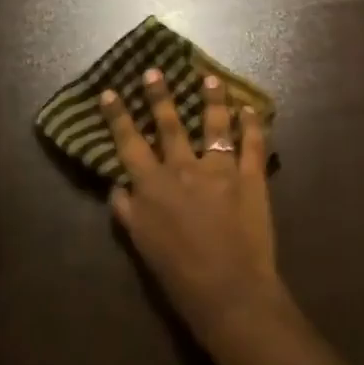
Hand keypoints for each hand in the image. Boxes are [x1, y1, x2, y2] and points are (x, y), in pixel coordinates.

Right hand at [101, 68, 287, 349]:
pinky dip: (252, 123)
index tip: (110, 92)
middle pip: (170, 124)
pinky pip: (253, 143)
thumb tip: (118, 184)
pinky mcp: (252, 178)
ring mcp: (221, 170)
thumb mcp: (141, 245)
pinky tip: (250, 108)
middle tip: (155, 71)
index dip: (118, 117)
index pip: (130, 143)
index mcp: (154, 186)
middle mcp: (185, 169)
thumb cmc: (179, 275)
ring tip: (210, 78)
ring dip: (212, 99)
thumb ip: (127, 211)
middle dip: (160, 96)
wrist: (230, 293)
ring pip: (215, 125)